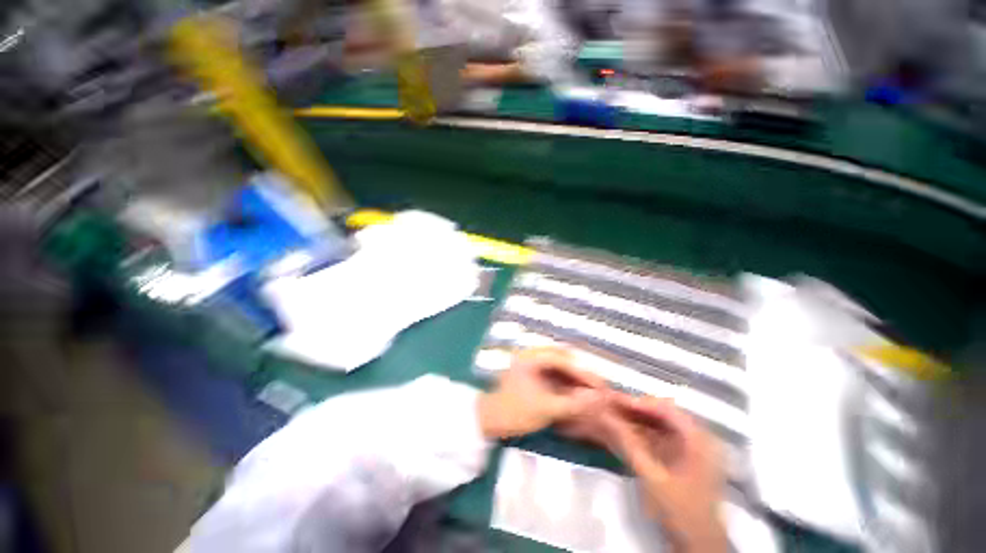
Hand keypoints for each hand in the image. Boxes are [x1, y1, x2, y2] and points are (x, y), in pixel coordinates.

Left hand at [477, 348, 604, 439]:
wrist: (489, 421)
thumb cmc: (515, 412)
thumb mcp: (546, 409)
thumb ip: (575, 404)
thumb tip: (601, 399)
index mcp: (531, 357)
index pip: (564, 360)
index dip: (584, 373)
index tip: (601, 386)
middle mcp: (531, 354)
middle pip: (563, 358)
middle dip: (581, 373)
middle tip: (598, 388)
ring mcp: (530, 362)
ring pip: (559, 365)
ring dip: (574, 377)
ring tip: (591, 391)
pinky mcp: (531, 371)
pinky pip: (553, 372)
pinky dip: (566, 381)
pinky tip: (576, 392)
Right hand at [601, 395, 727, 552]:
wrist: (698, 543)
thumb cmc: (680, 511)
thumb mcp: (652, 478)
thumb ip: (630, 445)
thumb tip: (606, 418)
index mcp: (698, 441)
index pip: (667, 410)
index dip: (640, 403)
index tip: (616, 400)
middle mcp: (698, 438)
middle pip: (663, 413)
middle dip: (636, 408)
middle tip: (612, 404)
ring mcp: (691, 447)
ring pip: (660, 423)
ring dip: (637, 418)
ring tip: (614, 413)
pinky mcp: (683, 456)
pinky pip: (661, 435)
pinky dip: (642, 431)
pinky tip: (625, 429)